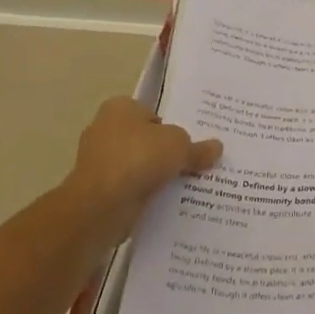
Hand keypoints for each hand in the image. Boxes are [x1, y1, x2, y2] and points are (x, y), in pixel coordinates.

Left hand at [62, 95, 222, 249]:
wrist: (101, 205)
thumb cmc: (138, 158)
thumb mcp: (179, 146)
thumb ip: (198, 148)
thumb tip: (217, 148)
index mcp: (120, 108)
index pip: (153, 114)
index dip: (174, 128)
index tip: (191, 145)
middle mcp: (105, 129)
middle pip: (146, 140)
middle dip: (165, 153)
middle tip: (194, 164)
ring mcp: (99, 161)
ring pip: (138, 166)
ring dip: (156, 176)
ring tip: (185, 186)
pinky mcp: (98, 190)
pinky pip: (130, 187)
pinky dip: (144, 194)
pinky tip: (166, 202)